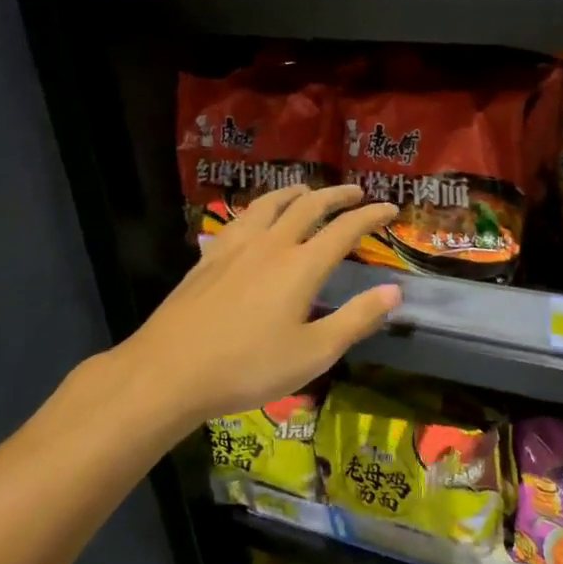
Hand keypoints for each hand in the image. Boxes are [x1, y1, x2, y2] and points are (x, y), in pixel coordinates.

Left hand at [80, 186, 401, 432]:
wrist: (168, 372)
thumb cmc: (248, 367)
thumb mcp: (314, 353)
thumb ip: (356, 320)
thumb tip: (394, 292)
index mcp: (301, 266)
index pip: (345, 229)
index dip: (371, 215)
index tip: (391, 207)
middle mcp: (270, 245)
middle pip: (308, 206)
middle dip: (336, 195)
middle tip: (355, 192)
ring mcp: (235, 248)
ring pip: (269, 205)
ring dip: (294, 193)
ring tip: (306, 191)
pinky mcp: (208, 259)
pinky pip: (240, 219)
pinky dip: (259, 208)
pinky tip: (254, 219)